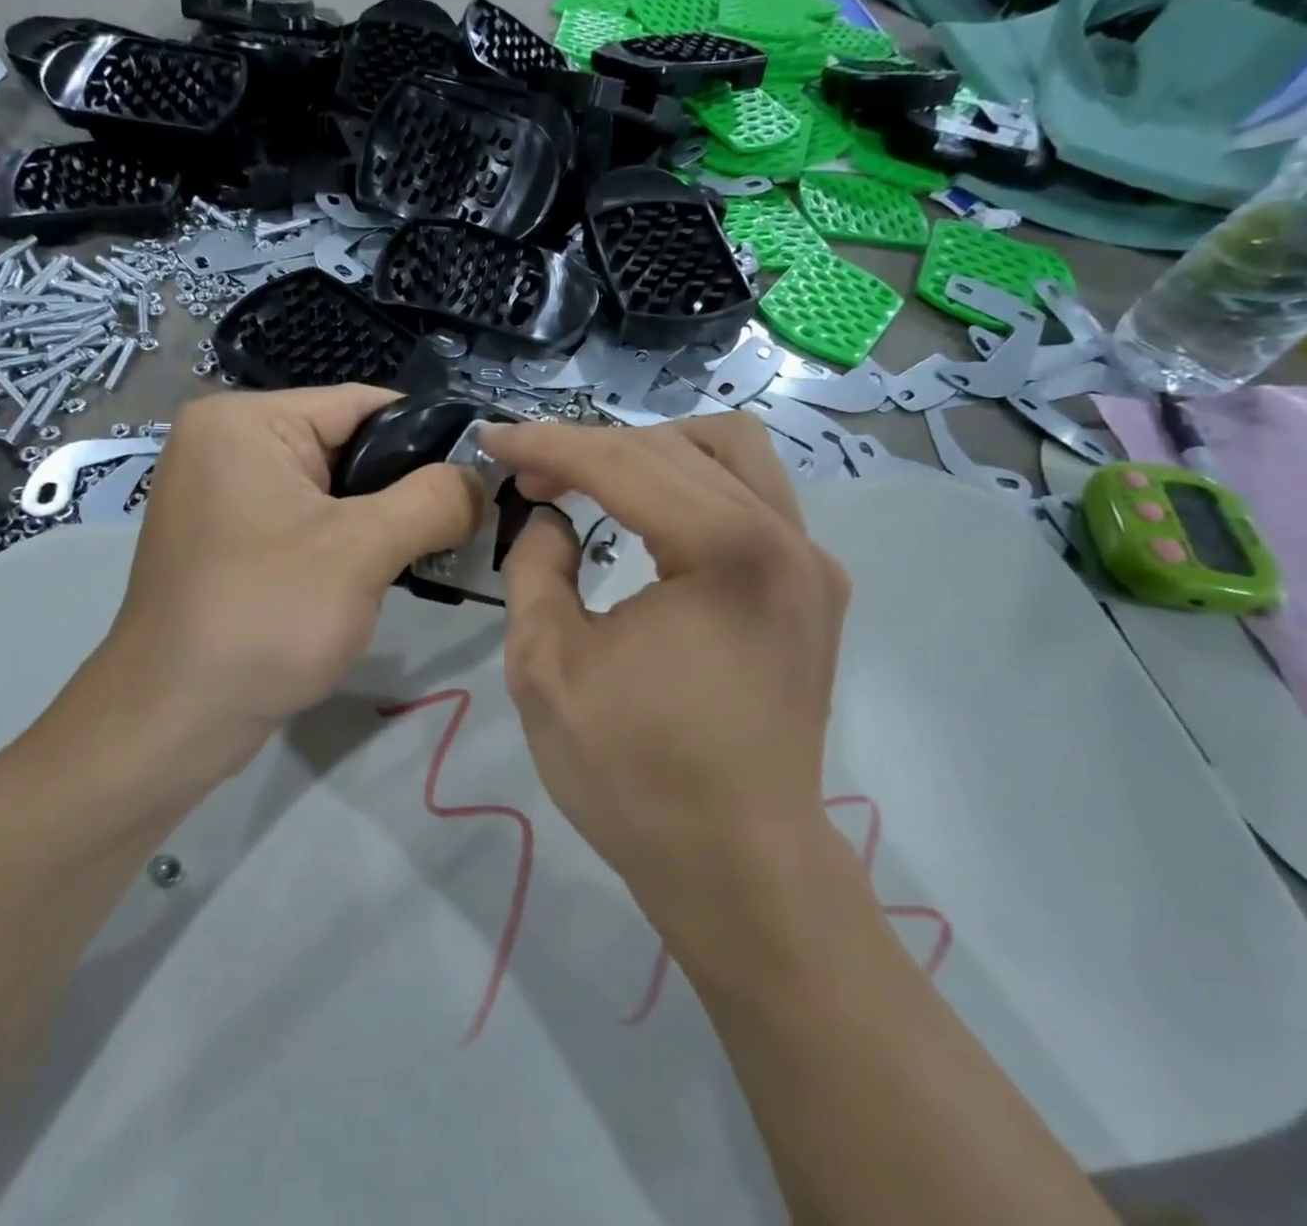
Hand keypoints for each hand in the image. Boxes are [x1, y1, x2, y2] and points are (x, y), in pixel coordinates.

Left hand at [79, 387, 481, 804]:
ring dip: (383, 521)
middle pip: (348, 445)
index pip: (365, 404)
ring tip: (436, 551)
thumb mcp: (361, 551)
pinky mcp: (230, 540)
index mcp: (245, 421)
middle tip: (467, 525)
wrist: (173, 723)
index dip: (432, 437)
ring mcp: (224, 495)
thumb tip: (480, 479)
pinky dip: (349, 543)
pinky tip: (385, 573)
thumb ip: (433, 501)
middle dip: (407, 487)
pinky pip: (307, 523)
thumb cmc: (263, 619)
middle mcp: (227, 444)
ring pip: (332, 490)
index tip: (485, 477)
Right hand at [480, 414, 850, 945]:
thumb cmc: (634, 775)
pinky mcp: (814, 590)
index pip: (623, 462)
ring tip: (595, 484)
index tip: (492, 439)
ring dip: (653, 453)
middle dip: (593, 448)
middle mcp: (786, 539)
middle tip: (534, 478)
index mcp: (727, 553)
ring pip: (733, 453)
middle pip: (677, 445)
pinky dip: (694, 486)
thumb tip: (550, 518)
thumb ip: (535, 568)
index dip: (547, 444)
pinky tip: (654, 518)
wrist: (738, 867)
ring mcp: (811, 563)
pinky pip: (754, 498)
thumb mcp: (547, 667)